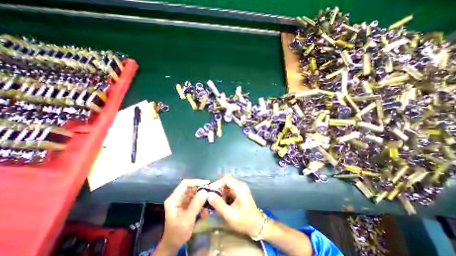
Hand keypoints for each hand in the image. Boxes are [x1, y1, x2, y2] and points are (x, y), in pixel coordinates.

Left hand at [159, 179, 209, 252]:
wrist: (173, 245)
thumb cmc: (178, 233)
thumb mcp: (187, 220)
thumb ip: (196, 205)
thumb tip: (205, 191)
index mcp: (174, 199)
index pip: (185, 184)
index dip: (196, 182)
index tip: (207, 183)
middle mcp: (178, 197)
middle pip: (190, 187)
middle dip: (201, 188)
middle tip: (211, 190)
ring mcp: (182, 200)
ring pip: (194, 192)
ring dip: (202, 195)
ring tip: (210, 199)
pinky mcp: (187, 204)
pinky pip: (196, 198)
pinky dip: (202, 201)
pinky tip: (206, 208)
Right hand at [208, 175, 263, 236]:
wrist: (257, 225)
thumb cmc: (244, 221)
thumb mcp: (230, 215)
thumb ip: (219, 204)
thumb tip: (209, 195)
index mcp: (240, 187)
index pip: (225, 179)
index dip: (216, 184)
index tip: (209, 192)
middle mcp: (240, 184)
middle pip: (225, 180)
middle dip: (217, 187)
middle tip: (210, 196)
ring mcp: (240, 187)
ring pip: (226, 184)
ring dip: (220, 191)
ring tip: (215, 200)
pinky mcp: (239, 191)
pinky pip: (228, 188)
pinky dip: (223, 193)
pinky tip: (221, 201)